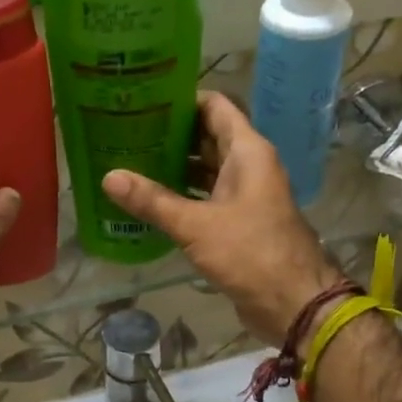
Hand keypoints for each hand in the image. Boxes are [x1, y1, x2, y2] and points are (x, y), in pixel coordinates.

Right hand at [102, 92, 343, 347]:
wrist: (293, 303)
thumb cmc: (251, 253)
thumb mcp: (196, 225)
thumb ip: (152, 201)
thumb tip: (109, 177)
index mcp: (248, 152)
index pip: (215, 106)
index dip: (181, 98)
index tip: (143, 99)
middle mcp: (248, 166)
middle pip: (206, 135)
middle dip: (170, 133)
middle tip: (126, 130)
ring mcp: (244, 194)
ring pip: (205, 168)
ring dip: (173, 165)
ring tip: (130, 160)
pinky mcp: (238, 221)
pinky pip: (205, 196)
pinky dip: (181, 194)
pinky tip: (148, 199)